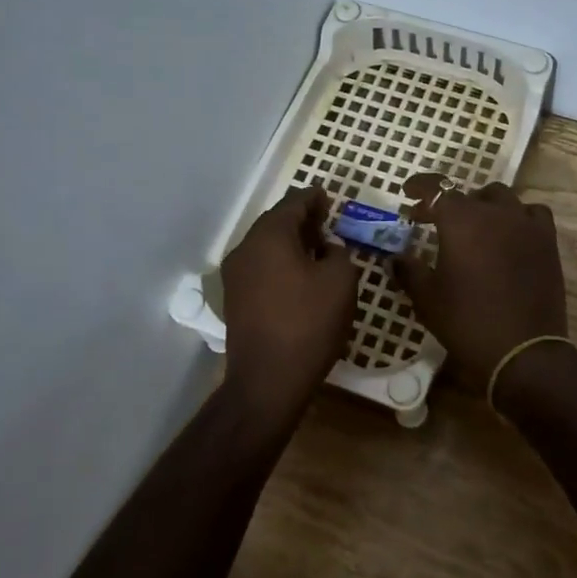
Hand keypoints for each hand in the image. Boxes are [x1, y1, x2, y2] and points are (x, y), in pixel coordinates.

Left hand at [221, 187, 357, 424]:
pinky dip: (280, 263)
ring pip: (266, 247)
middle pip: (275, 223)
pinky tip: (300, 277)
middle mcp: (245, 248)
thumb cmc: (309, 323)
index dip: (314, 197)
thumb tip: (327, 250)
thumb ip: (338, 253)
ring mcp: (235, 276)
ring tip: (318, 250)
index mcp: (269, 236)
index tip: (329, 197)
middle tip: (327, 222)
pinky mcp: (235, 300)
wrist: (268, 380)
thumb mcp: (341, 281)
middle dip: (302, 220)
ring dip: (291, 243)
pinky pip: (261, 268)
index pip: (293, 203)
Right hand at [395, 176, 568, 386]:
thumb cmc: (466, 322)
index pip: (436, 188)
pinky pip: (532, 214)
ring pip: (502, 198)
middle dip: (448, 203)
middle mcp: (495, 212)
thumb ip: (409, 270)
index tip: (408, 194)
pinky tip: (511, 233)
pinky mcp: (547, 241)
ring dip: (484, 206)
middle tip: (435, 222)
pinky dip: (518, 216)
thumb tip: (396, 257)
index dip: (420, 188)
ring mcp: (525, 224)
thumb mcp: (427, 298)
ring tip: (475, 225)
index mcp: (460, 220)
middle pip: (468, 194)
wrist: (522, 350)